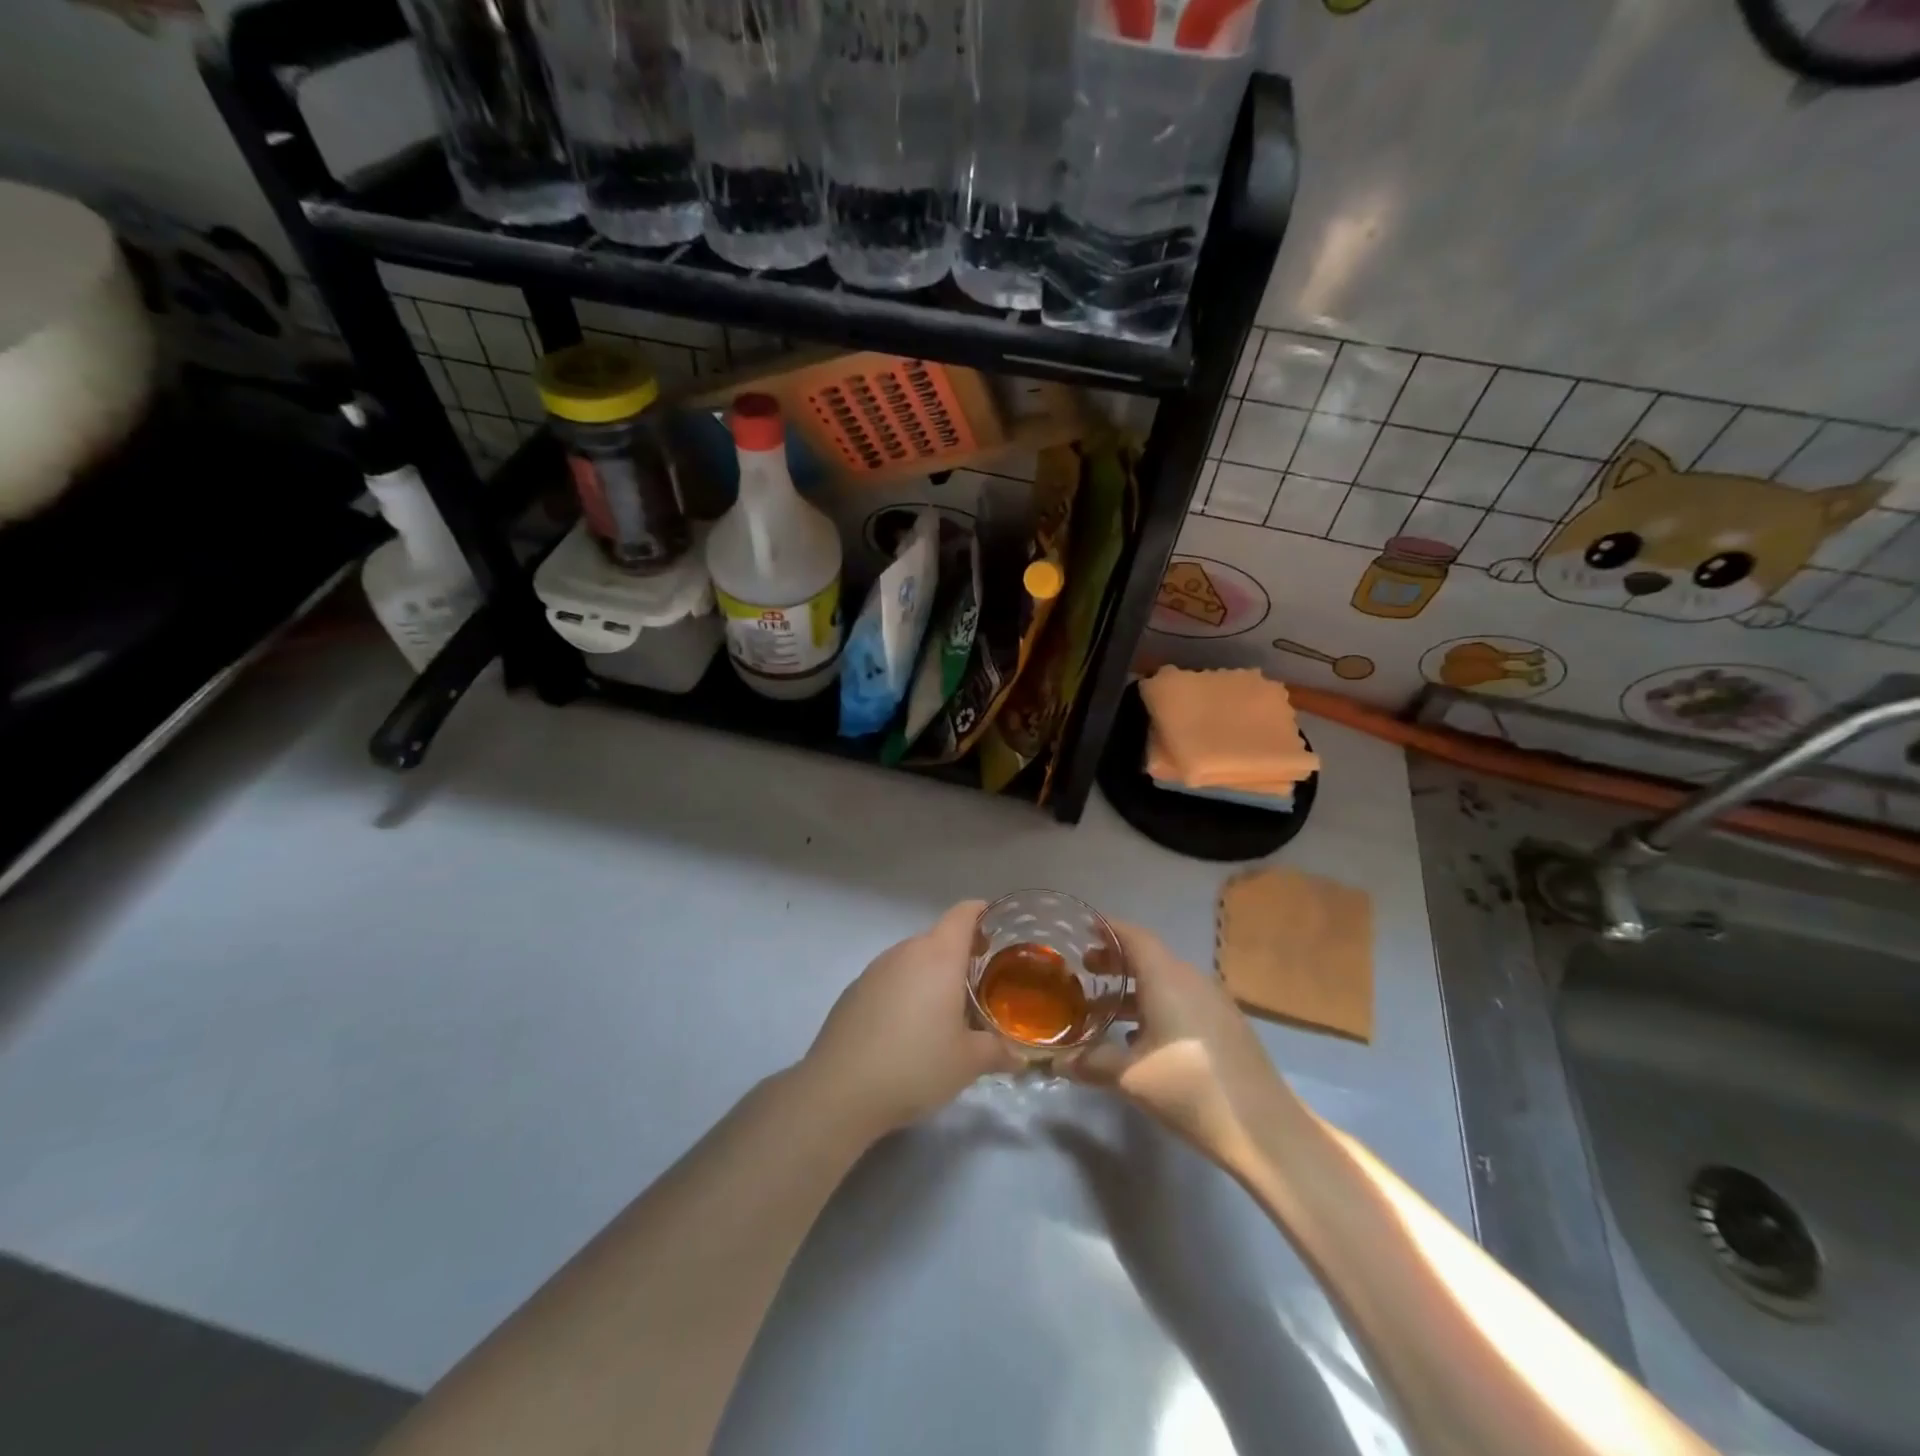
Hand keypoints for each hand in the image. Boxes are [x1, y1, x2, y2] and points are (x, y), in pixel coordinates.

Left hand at [799, 901, 1020, 1137]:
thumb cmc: (916, 1065)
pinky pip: (890, 978)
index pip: (963, 913)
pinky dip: (905, 990)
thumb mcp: (968, 1063)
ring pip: (913, 958)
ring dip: (931, 974)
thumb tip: (1019, 1057)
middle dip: (961, 953)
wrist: (840, 1090)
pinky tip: (907, 1029)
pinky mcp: (854, 990)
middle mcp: (906, 951)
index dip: (982, 913)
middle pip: (939, 937)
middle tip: (979, 984)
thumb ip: (998, 1052)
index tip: (996, 930)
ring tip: (944, 1012)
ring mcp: (875, 969)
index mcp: (938, 956)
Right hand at [1072, 921, 1292, 1162]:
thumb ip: (1091, 1062)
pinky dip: (1155, 1006)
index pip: (1134, 936)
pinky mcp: (1225, 1025)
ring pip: (1165, 981)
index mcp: (1167, 977)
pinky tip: (1139, 1039)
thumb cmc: (1189, 1088)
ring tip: (1103, 1010)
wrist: (1263, 1128)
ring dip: (1134, 989)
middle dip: (1116, 961)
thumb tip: (1057, 1061)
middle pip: (1149, 956)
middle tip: (1084, 971)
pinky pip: (1182, 1001)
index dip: (1108, 930)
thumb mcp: (1130, 1076)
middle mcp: (1191, 979)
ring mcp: (1213, 1002)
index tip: (1082, 931)